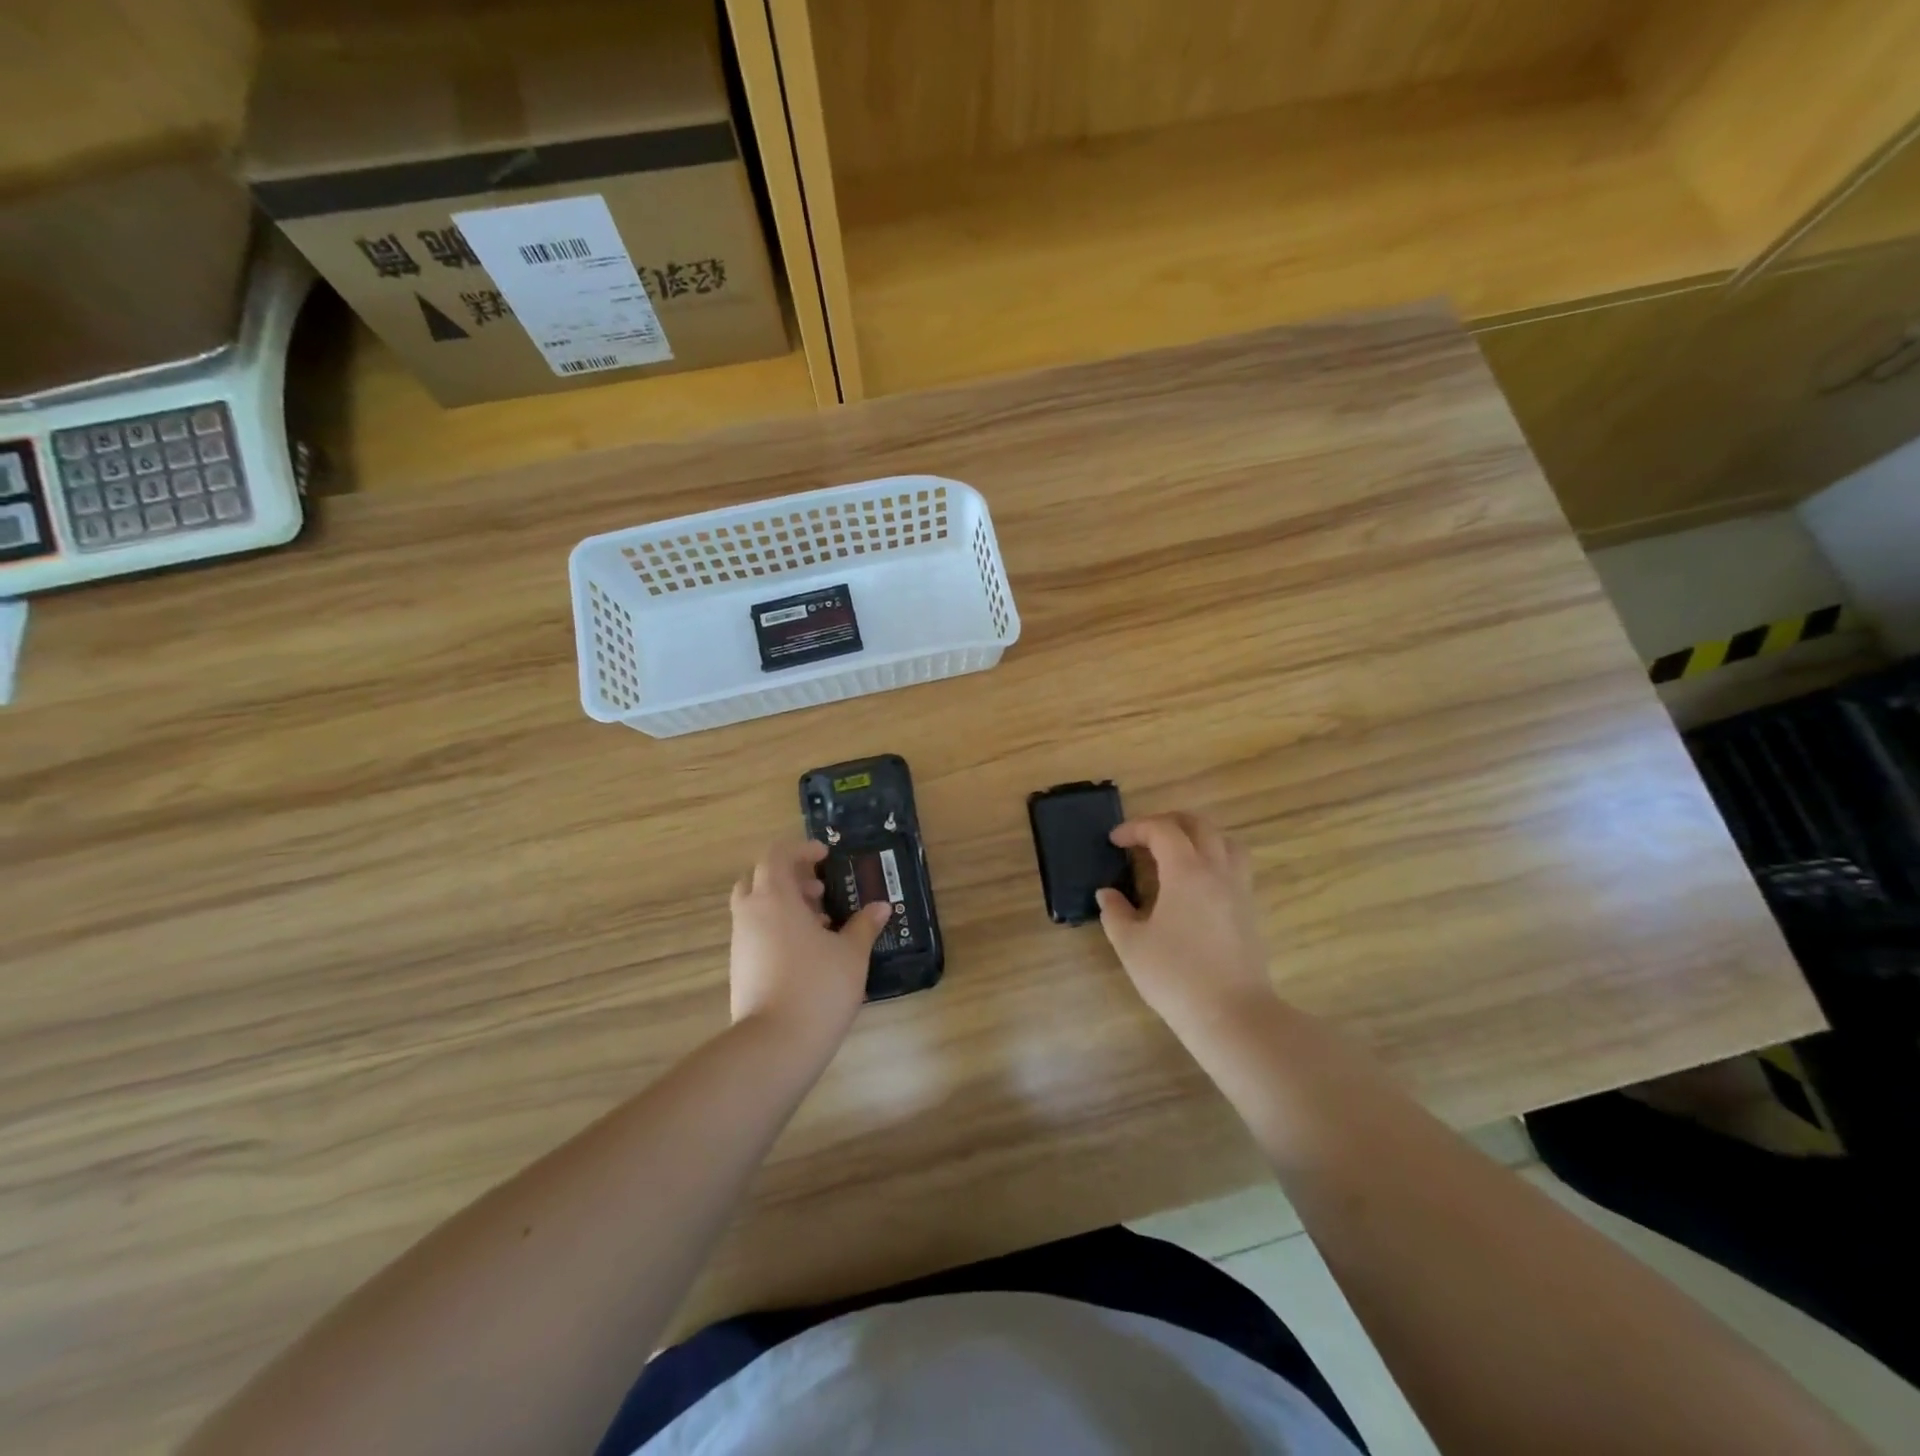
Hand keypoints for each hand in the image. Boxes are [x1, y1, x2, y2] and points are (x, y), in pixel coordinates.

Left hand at [729, 839, 890, 1045]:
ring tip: (821, 924)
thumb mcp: (851, 954)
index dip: (801, 849)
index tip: (826, 856)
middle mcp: (750, 914)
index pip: (777, 855)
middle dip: (789, 877)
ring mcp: (740, 943)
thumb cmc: (818, 987)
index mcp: (774, 898)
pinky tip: (808, 953)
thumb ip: (864, 925)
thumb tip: (880, 907)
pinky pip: (756, 933)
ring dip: (785, 905)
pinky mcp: (739, 969)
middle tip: (819, 890)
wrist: (775, 1045)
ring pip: (756, 908)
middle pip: (759, 878)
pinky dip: (777, 929)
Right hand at [1097, 813, 1276, 1033]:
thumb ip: (1115, 913)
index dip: (1136, 828)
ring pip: (1225, 842)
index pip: (1162, 830)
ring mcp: (1239, 890)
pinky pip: (1235, 866)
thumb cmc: (1176, 976)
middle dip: (1168, 822)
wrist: (1233, 1015)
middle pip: (1199, 826)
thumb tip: (1107, 894)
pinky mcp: (1250, 910)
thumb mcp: (1131, 945)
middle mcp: (1217, 870)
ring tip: (1176, 852)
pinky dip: (1214, 858)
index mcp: (1186, 871)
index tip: (1115, 841)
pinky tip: (1197, 884)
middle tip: (1143, 836)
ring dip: (1198, 836)